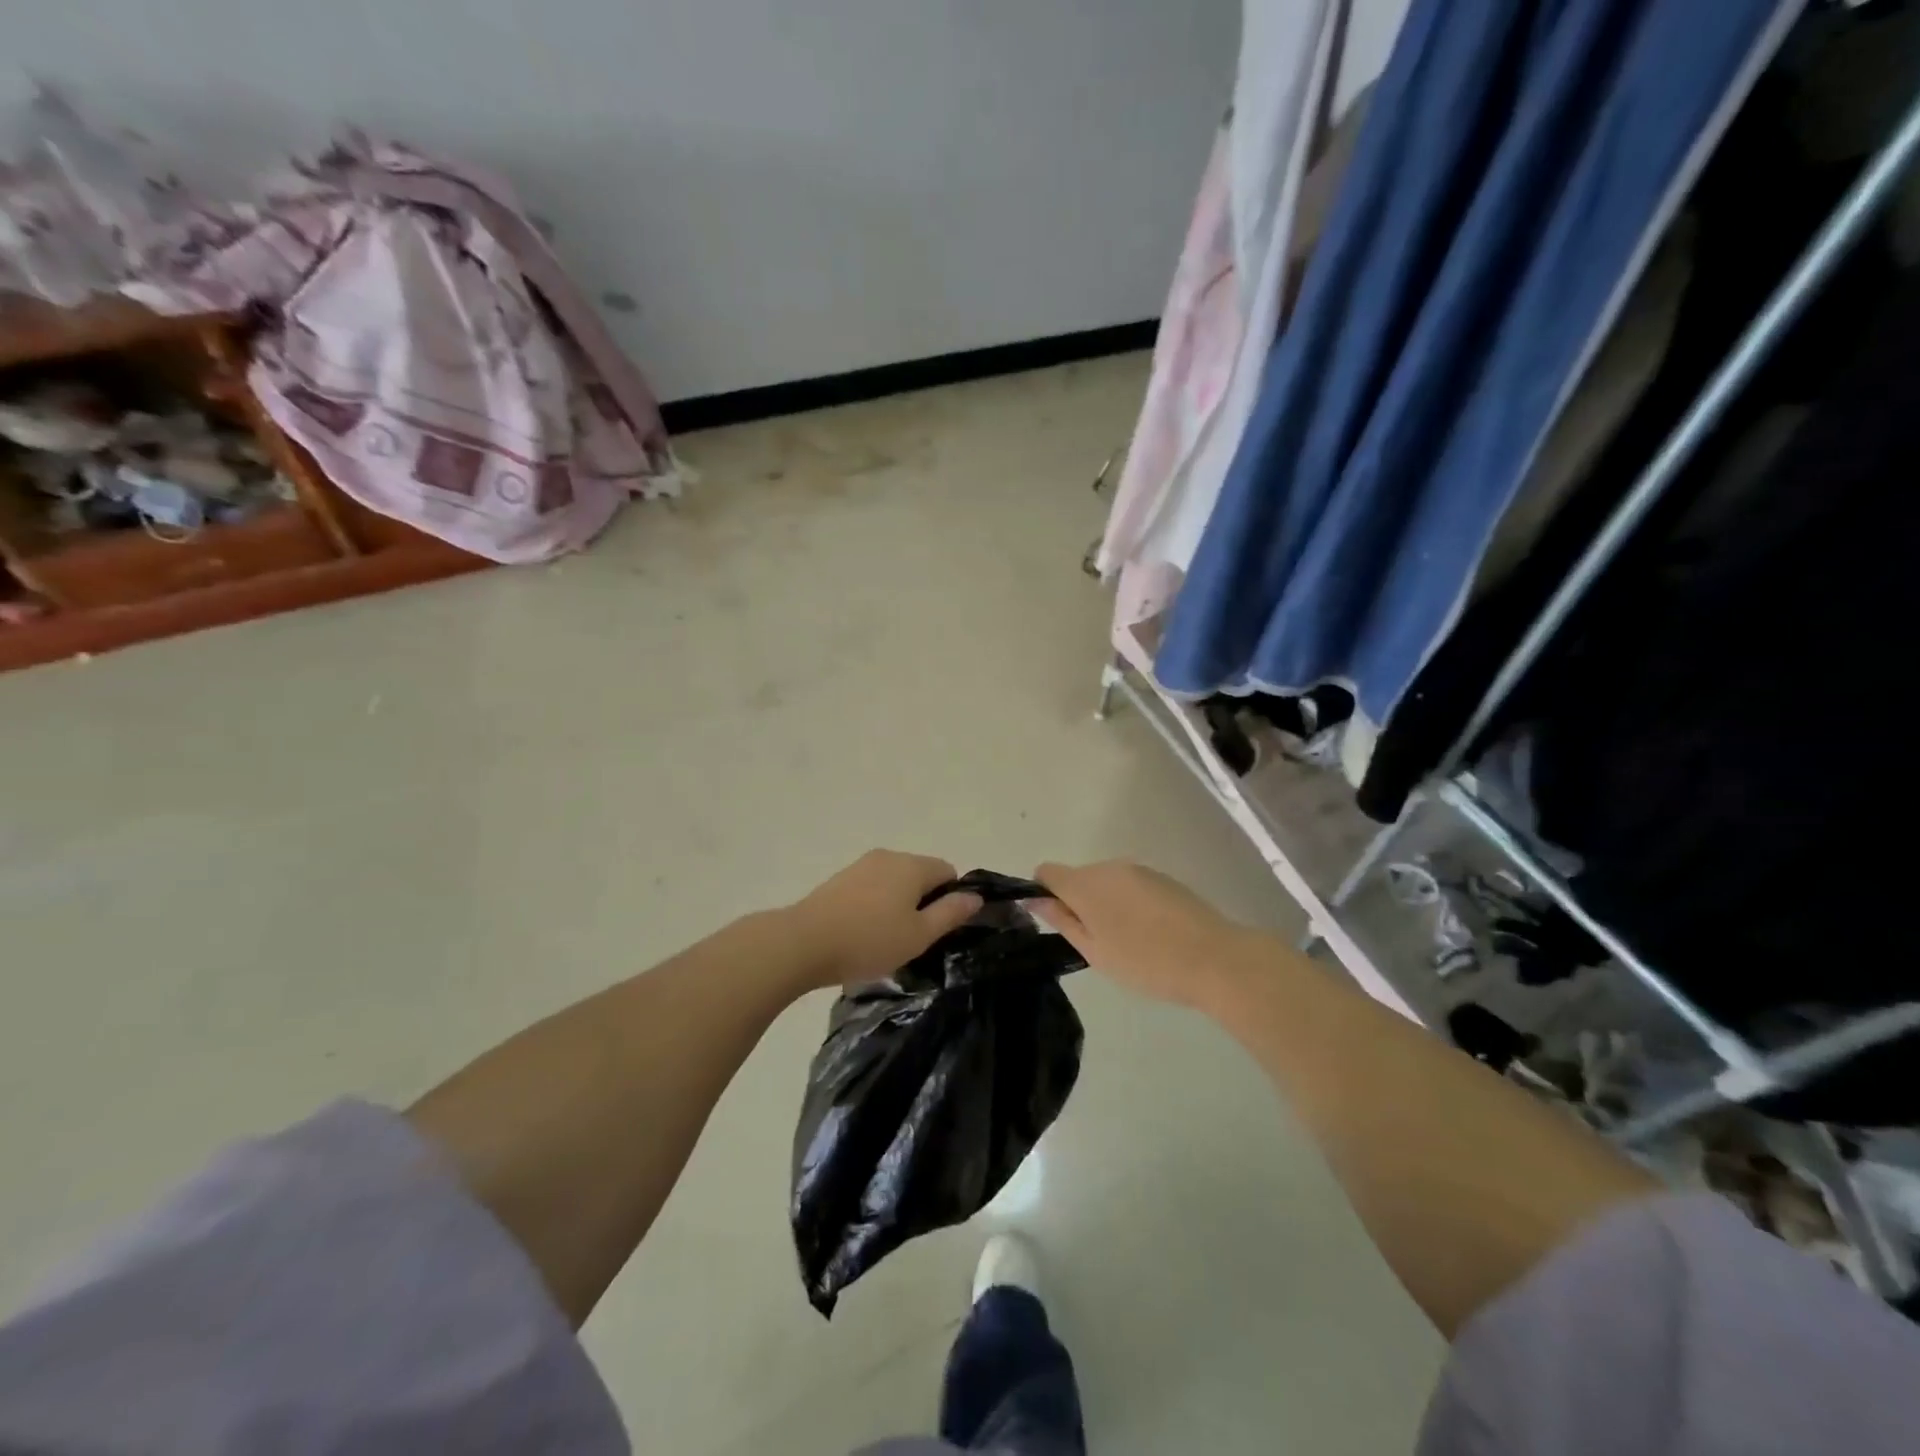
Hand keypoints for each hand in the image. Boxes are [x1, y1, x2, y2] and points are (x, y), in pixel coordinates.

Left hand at [785, 850, 983, 989]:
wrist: (803, 942)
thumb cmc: (869, 940)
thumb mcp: (919, 935)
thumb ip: (950, 913)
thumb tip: (975, 896)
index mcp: (912, 865)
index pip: (948, 872)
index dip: (950, 899)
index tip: (938, 929)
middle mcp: (889, 856)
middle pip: (920, 874)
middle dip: (923, 902)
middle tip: (913, 939)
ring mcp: (861, 865)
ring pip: (894, 881)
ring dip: (898, 904)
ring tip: (885, 939)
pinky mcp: (840, 878)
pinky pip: (872, 887)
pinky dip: (875, 905)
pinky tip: (863, 932)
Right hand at [1031, 860, 1249, 1008]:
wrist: (1214, 958)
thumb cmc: (1146, 962)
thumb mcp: (1095, 951)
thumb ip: (1062, 921)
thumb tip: (1036, 899)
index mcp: (1085, 883)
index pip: (1047, 872)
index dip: (1045, 894)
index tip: (1059, 922)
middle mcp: (1109, 867)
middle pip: (1078, 877)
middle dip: (1079, 902)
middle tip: (1097, 942)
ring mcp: (1139, 870)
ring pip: (1106, 882)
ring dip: (1107, 903)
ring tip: (1128, 941)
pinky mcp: (1163, 877)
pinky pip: (1132, 885)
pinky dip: (1131, 903)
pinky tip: (1151, 932)